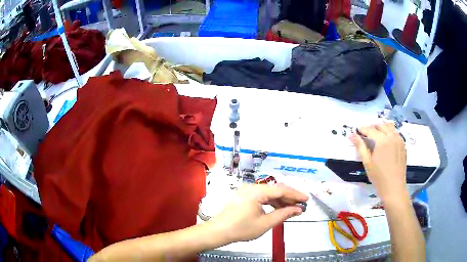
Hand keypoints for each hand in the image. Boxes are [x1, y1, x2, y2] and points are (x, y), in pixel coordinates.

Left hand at [210, 183, 307, 241]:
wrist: (219, 231)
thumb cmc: (241, 229)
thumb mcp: (265, 223)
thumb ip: (283, 214)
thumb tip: (297, 209)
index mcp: (256, 191)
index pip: (281, 189)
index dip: (295, 194)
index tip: (306, 200)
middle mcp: (251, 187)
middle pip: (275, 190)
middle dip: (289, 198)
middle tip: (301, 205)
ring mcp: (246, 191)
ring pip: (269, 193)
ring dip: (281, 201)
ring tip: (292, 209)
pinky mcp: (244, 196)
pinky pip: (262, 197)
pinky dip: (271, 203)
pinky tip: (279, 209)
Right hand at [350, 123, 407, 201]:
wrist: (394, 188)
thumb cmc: (379, 177)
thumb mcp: (367, 163)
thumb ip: (360, 147)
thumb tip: (351, 135)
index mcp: (382, 141)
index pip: (370, 129)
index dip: (363, 128)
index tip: (357, 130)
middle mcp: (391, 136)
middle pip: (381, 125)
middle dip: (372, 127)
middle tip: (366, 133)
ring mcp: (399, 140)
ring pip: (389, 127)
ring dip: (382, 127)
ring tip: (376, 134)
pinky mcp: (403, 144)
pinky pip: (395, 133)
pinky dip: (389, 132)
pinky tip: (386, 140)